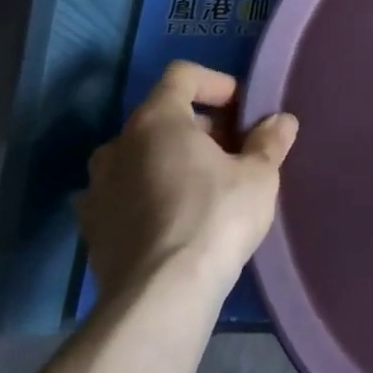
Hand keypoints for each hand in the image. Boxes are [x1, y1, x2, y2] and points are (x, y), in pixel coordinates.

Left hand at [77, 61, 298, 306]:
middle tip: (234, 154)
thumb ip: (269, 142)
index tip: (243, 110)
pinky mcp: (92, 228)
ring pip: (140, 157)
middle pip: (162, 117)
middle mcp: (118, 145)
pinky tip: (175, 221)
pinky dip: (149, 196)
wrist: (159, 297)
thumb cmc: (215, 217)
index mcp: (156, 120)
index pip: (182, 75)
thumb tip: (281, 121)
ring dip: (171, 162)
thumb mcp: (258, 176)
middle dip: (200, 128)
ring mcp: (98, 188)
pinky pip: (124, 195)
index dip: (217, 83)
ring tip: (205, 188)